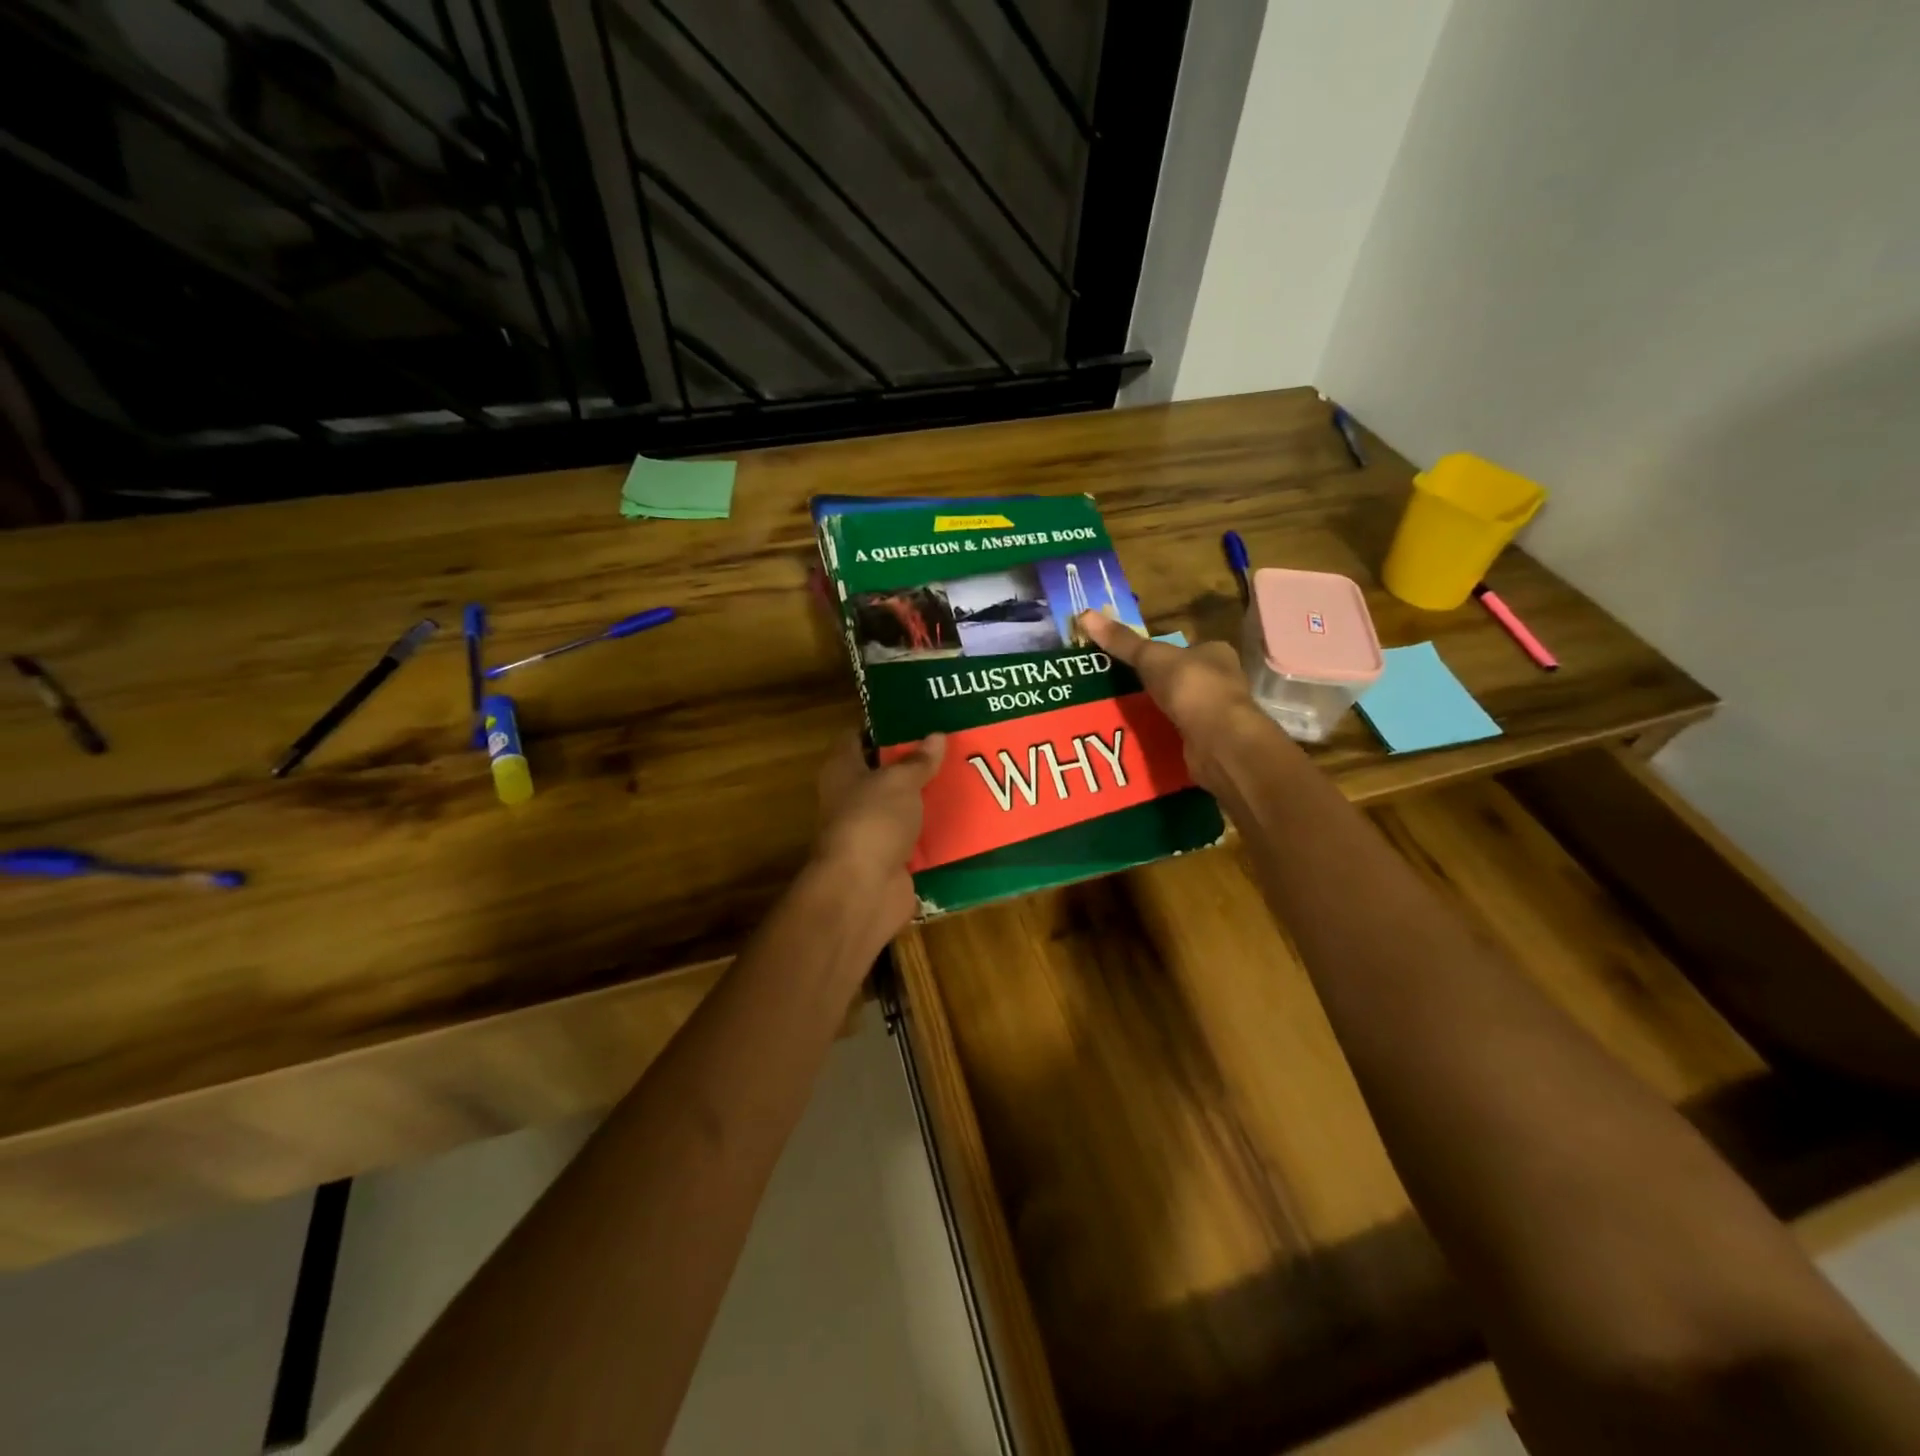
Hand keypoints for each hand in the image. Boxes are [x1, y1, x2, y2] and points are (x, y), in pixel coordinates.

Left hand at [811, 730, 946, 934]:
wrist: (864, 890)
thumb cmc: (872, 821)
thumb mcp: (899, 781)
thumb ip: (918, 761)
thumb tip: (935, 736)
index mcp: (842, 770)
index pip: (856, 738)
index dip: (882, 726)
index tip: (916, 717)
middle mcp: (852, 798)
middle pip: (884, 773)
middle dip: (915, 762)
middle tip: (952, 745)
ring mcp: (872, 830)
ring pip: (904, 807)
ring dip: (929, 798)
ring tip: (966, 776)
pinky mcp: (892, 858)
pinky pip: (918, 838)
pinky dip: (936, 832)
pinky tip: (966, 817)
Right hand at [1076, 611, 1270, 792]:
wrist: (1217, 740)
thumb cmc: (1191, 686)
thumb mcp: (1150, 657)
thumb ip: (1122, 641)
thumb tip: (1085, 614)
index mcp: (1216, 653)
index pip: (1187, 648)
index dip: (1162, 653)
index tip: (1135, 662)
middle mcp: (1222, 681)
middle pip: (1183, 678)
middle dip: (1157, 684)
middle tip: (1122, 688)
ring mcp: (1217, 713)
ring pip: (1181, 707)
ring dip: (1158, 710)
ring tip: (1123, 713)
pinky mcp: (1209, 741)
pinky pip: (1179, 732)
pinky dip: (1162, 733)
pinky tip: (1139, 736)